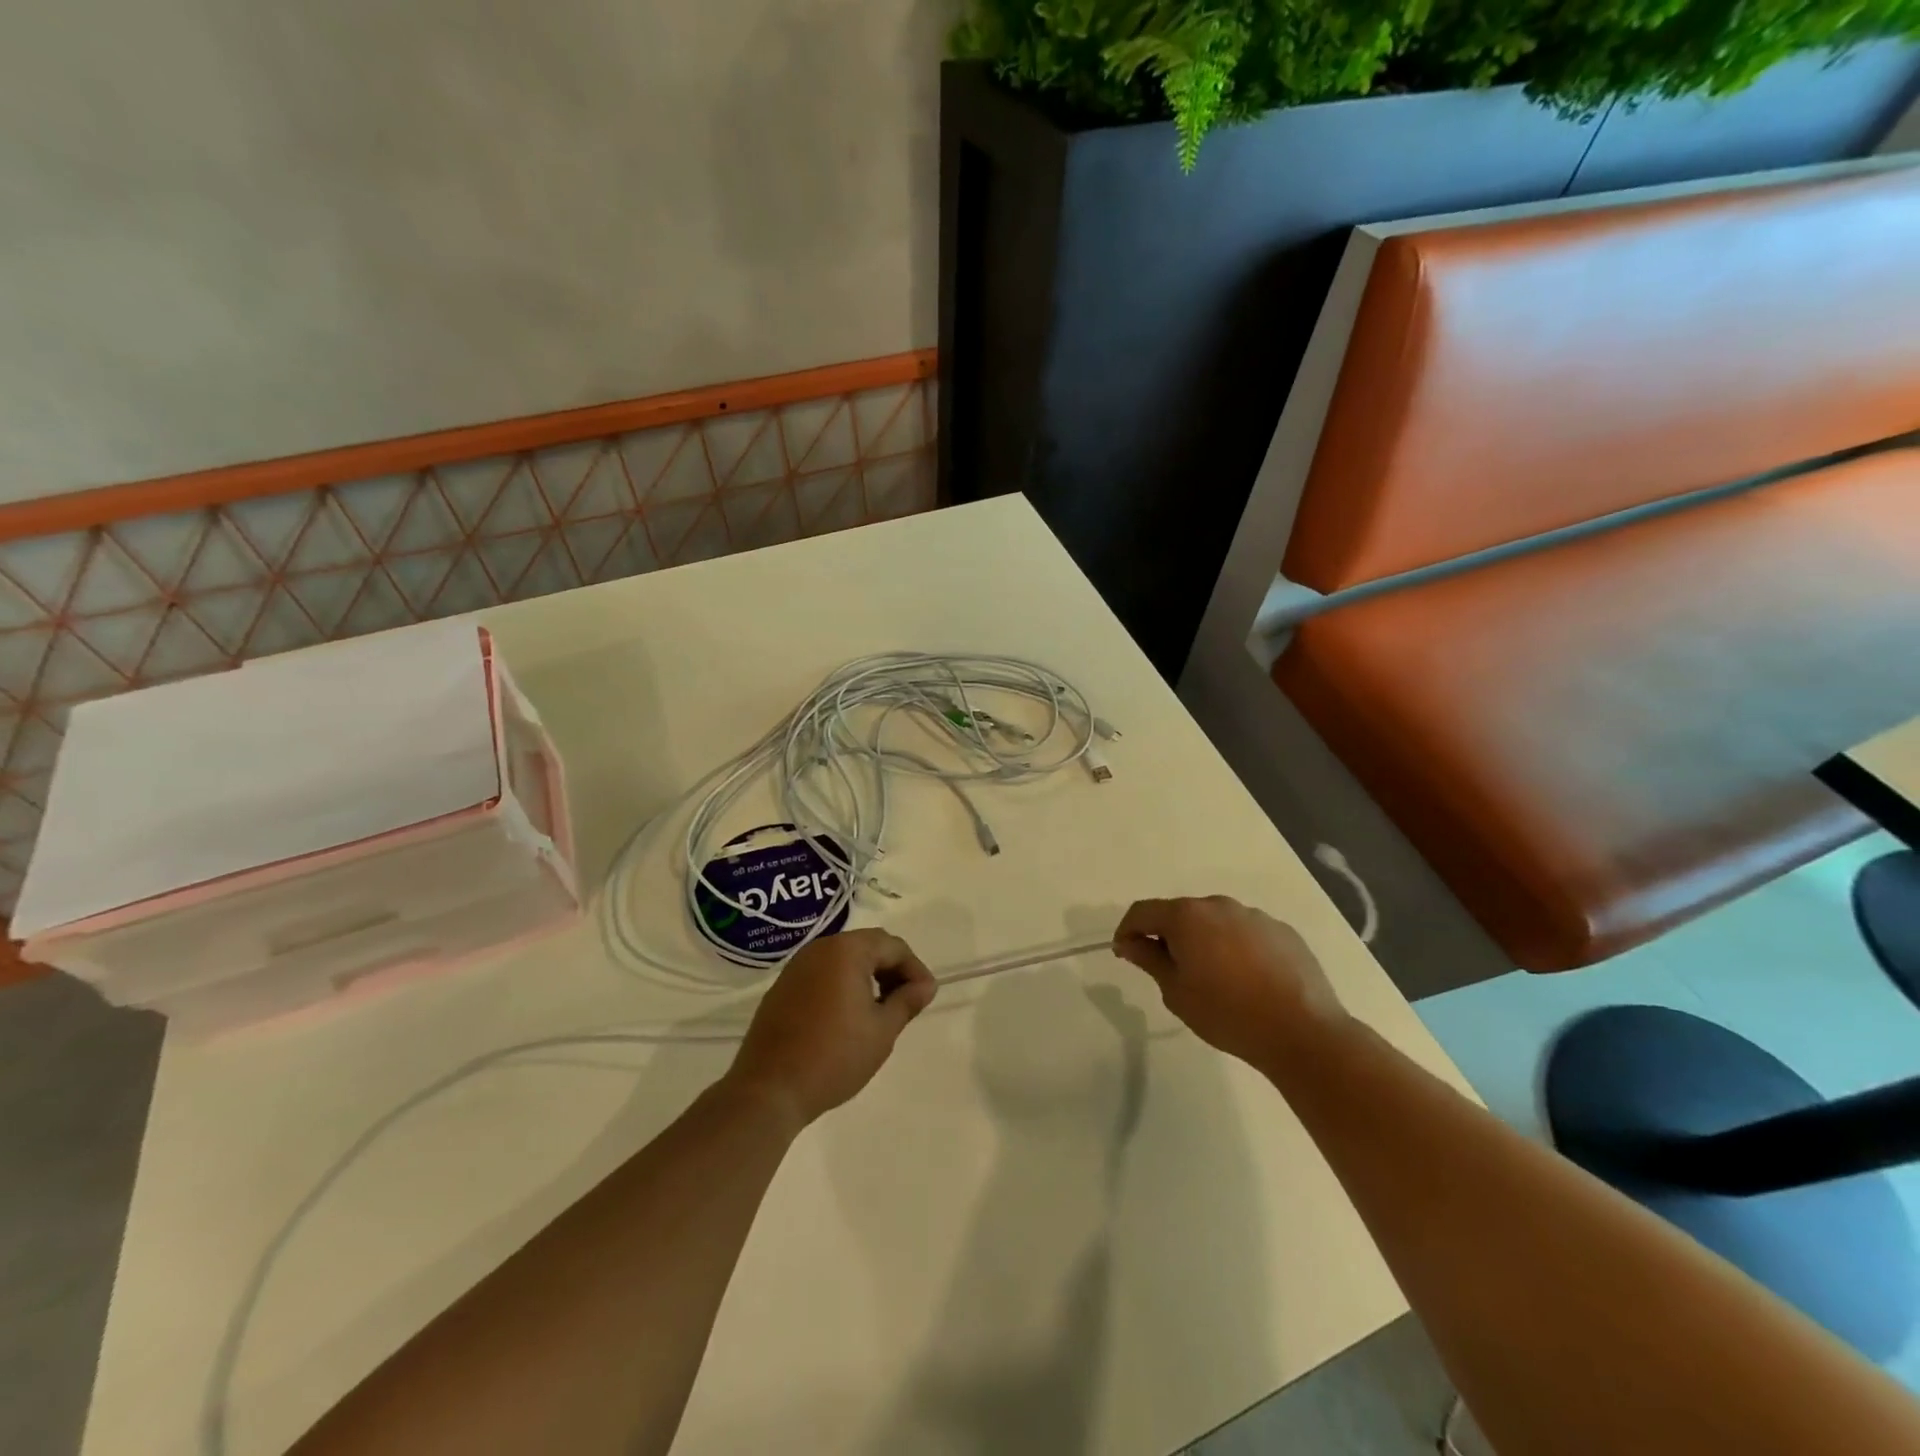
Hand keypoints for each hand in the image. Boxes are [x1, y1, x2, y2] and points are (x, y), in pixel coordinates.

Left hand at [724, 929, 936, 1129]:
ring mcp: (797, 966)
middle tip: (907, 1001)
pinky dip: (842, 985)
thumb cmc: (834, 1056)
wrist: (769, 1089)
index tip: (926, 997)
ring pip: (844, 959)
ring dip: (868, 976)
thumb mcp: (882, 1031)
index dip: (915, 969)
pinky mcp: (783, 987)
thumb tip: (925, 986)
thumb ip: (907, 1001)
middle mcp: (820, 948)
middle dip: (892, 969)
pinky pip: (823, 974)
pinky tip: (848, 1016)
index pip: (893, 946)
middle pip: (868, 946)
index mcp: (846, 950)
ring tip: (881, 1010)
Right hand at [1112, 896, 1347, 1068]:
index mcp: (1187, 916)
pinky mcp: (1283, 932)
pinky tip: (1247, 980)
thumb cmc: (1227, 1013)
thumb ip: (1150, 960)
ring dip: (1205, 941)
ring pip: (1216, 923)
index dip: (1128, 930)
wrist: (1303, 1032)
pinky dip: (1236, 948)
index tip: (1125, 953)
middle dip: (1169, 936)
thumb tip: (1130, 942)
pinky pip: (1247, 934)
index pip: (1143, 911)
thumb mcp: (1176, 992)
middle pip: (1181, 914)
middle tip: (1169, 971)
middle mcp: (1219, 905)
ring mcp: (1255, 916)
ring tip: (1213, 978)